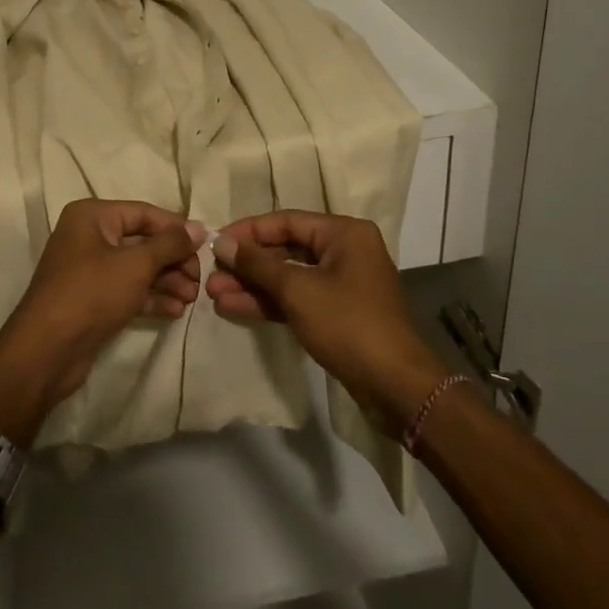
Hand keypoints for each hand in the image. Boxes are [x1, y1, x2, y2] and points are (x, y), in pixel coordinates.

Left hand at [0, 200, 203, 443]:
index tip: (205, 246)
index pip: (144, 213)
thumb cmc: (91, 293)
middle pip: (142, 241)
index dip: (176, 228)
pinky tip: (176, 310)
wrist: (47, 351)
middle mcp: (89, 236)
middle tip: (199, 280)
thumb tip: (199, 228)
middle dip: (173, 260)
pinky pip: (128, 290)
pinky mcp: (93, 299)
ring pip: (137, 268)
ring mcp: (89, 269)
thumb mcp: (136, 264)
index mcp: (92, 216)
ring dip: (167, 281)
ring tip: (192, 299)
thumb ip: (170, 244)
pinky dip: (152, 297)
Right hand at [207, 210, 444, 433]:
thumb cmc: (348, 325)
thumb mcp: (298, 290)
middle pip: (285, 249)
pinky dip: (270, 302)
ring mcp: (342, 283)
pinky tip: (235, 307)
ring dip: (253, 286)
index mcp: (344, 233)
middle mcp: (345, 251)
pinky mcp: (337, 313)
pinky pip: (297, 298)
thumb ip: (257, 264)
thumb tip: (222, 243)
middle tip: (211, 276)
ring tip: (214, 294)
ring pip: (288, 276)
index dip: (247, 232)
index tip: (215, 243)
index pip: (285, 221)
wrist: (397, 387)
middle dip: (247, 265)